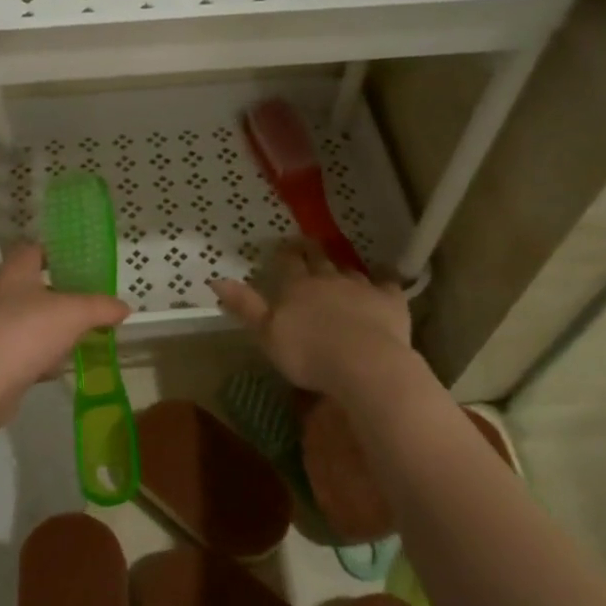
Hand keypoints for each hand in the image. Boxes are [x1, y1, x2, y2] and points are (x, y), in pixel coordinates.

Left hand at [0, 244, 128, 389]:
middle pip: (34, 287)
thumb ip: (101, 307)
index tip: (81, 264)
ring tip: (81, 335)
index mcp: (16, 271)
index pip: (33, 250)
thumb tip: (124, 307)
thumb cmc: (28, 330)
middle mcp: (1, 293)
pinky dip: (42, 357)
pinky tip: (59, 367)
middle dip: (61, 295)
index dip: (56, 253)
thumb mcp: (75, 313)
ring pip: (31, 321)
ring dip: (53, 328)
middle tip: (89, 302)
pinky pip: (25, 351)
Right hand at [211, 244, 418, 395]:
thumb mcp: (266, 334)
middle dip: (312, 250)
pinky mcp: (389, 300)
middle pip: (319, 259)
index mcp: (296, 287)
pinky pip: (387, 282)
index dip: (284, 254)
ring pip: (349, 270)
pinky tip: (384, 274)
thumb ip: (245, 306)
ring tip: (340, 265)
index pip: (287, 263)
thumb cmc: (308, 353)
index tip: (284, 246)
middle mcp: (327, 279)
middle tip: (309, 243)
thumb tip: (216, 279)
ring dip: (343, 267)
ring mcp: (360, 287)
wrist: (363, 363)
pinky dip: (384, 277)